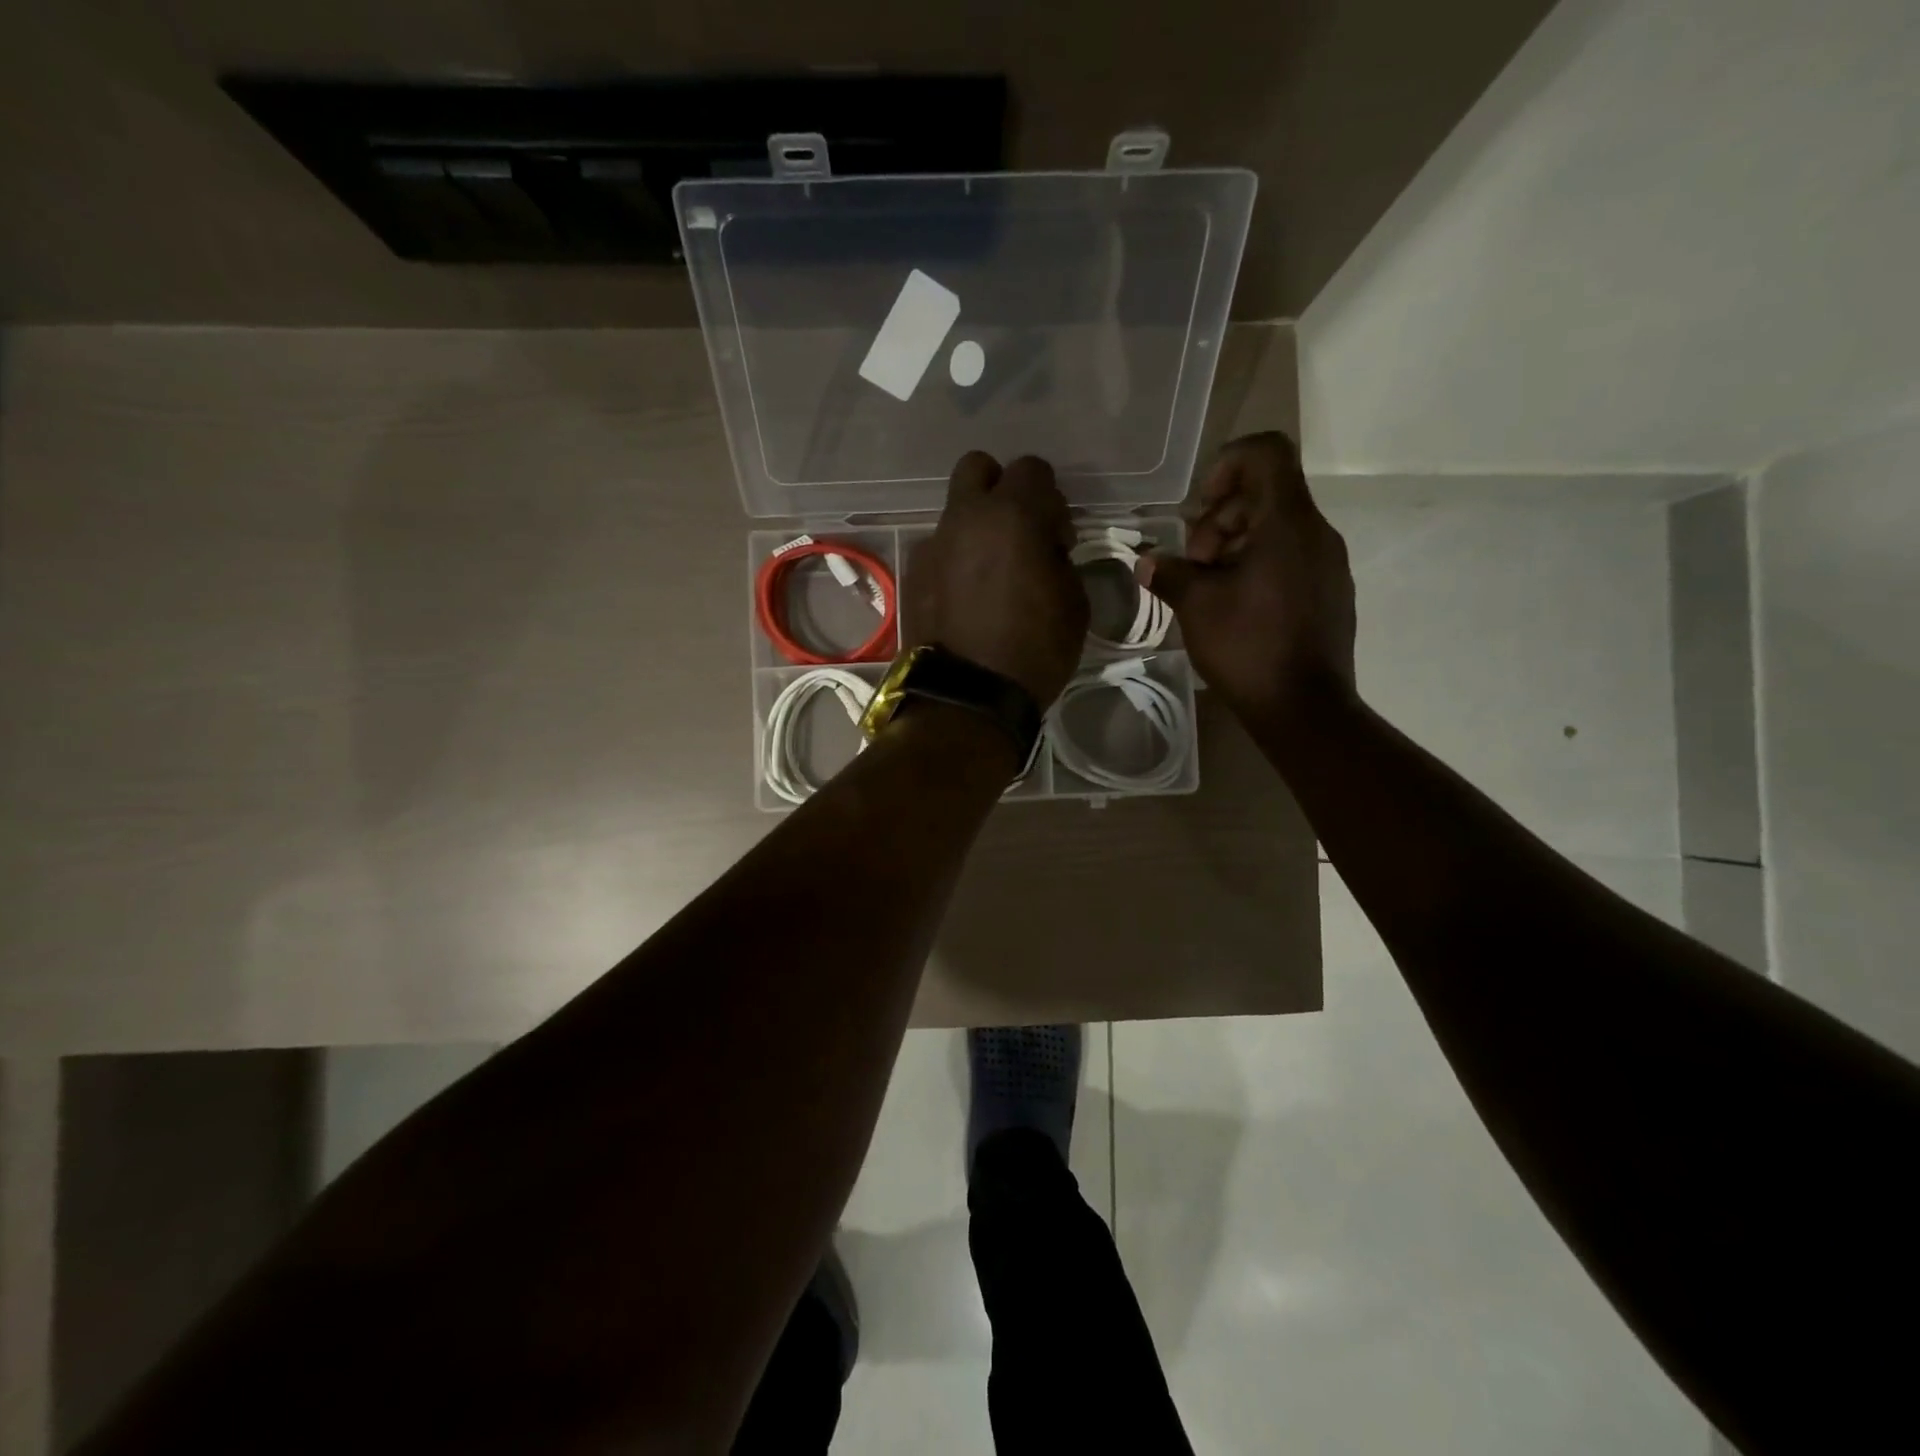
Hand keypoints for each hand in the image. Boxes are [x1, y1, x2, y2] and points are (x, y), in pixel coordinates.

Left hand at [907, 452, 1088, 708]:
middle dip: (1000, 488)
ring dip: (976, 529)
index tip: (1057, 539)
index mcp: (1012, 515)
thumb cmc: (1034, 650)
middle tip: (1017, 532)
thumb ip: (1059, 558)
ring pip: (955, 512)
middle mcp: (965, 518)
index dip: (1051, 500)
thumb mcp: (1074, 603)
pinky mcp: (913, 575)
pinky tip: (965, 599)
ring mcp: (932, 545)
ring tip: (990, 575)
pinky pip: (939, 550)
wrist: (967, 698)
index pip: (1033, 468)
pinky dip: (955, 561)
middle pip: (978, 468)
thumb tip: (1044, 549)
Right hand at [1137, 432, 1356, 721]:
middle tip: (1194, 564)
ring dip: (1235, 545)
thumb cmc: (1248, 648)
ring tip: (1208, 588)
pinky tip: (1235, 606)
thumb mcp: (1196, 607)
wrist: (1305, 708)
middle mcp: (1316, 533)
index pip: (1266, 452)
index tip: (1200, 509)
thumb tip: (1146, 562)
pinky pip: (1291, 557)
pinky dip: (1258, 565)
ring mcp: (1328, 563)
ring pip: (1277, 528)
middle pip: (1265, 493)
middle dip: (1220, 519)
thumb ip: (1169, 573)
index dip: (1226, 465)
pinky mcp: (1330, 591)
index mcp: (1287, 523)